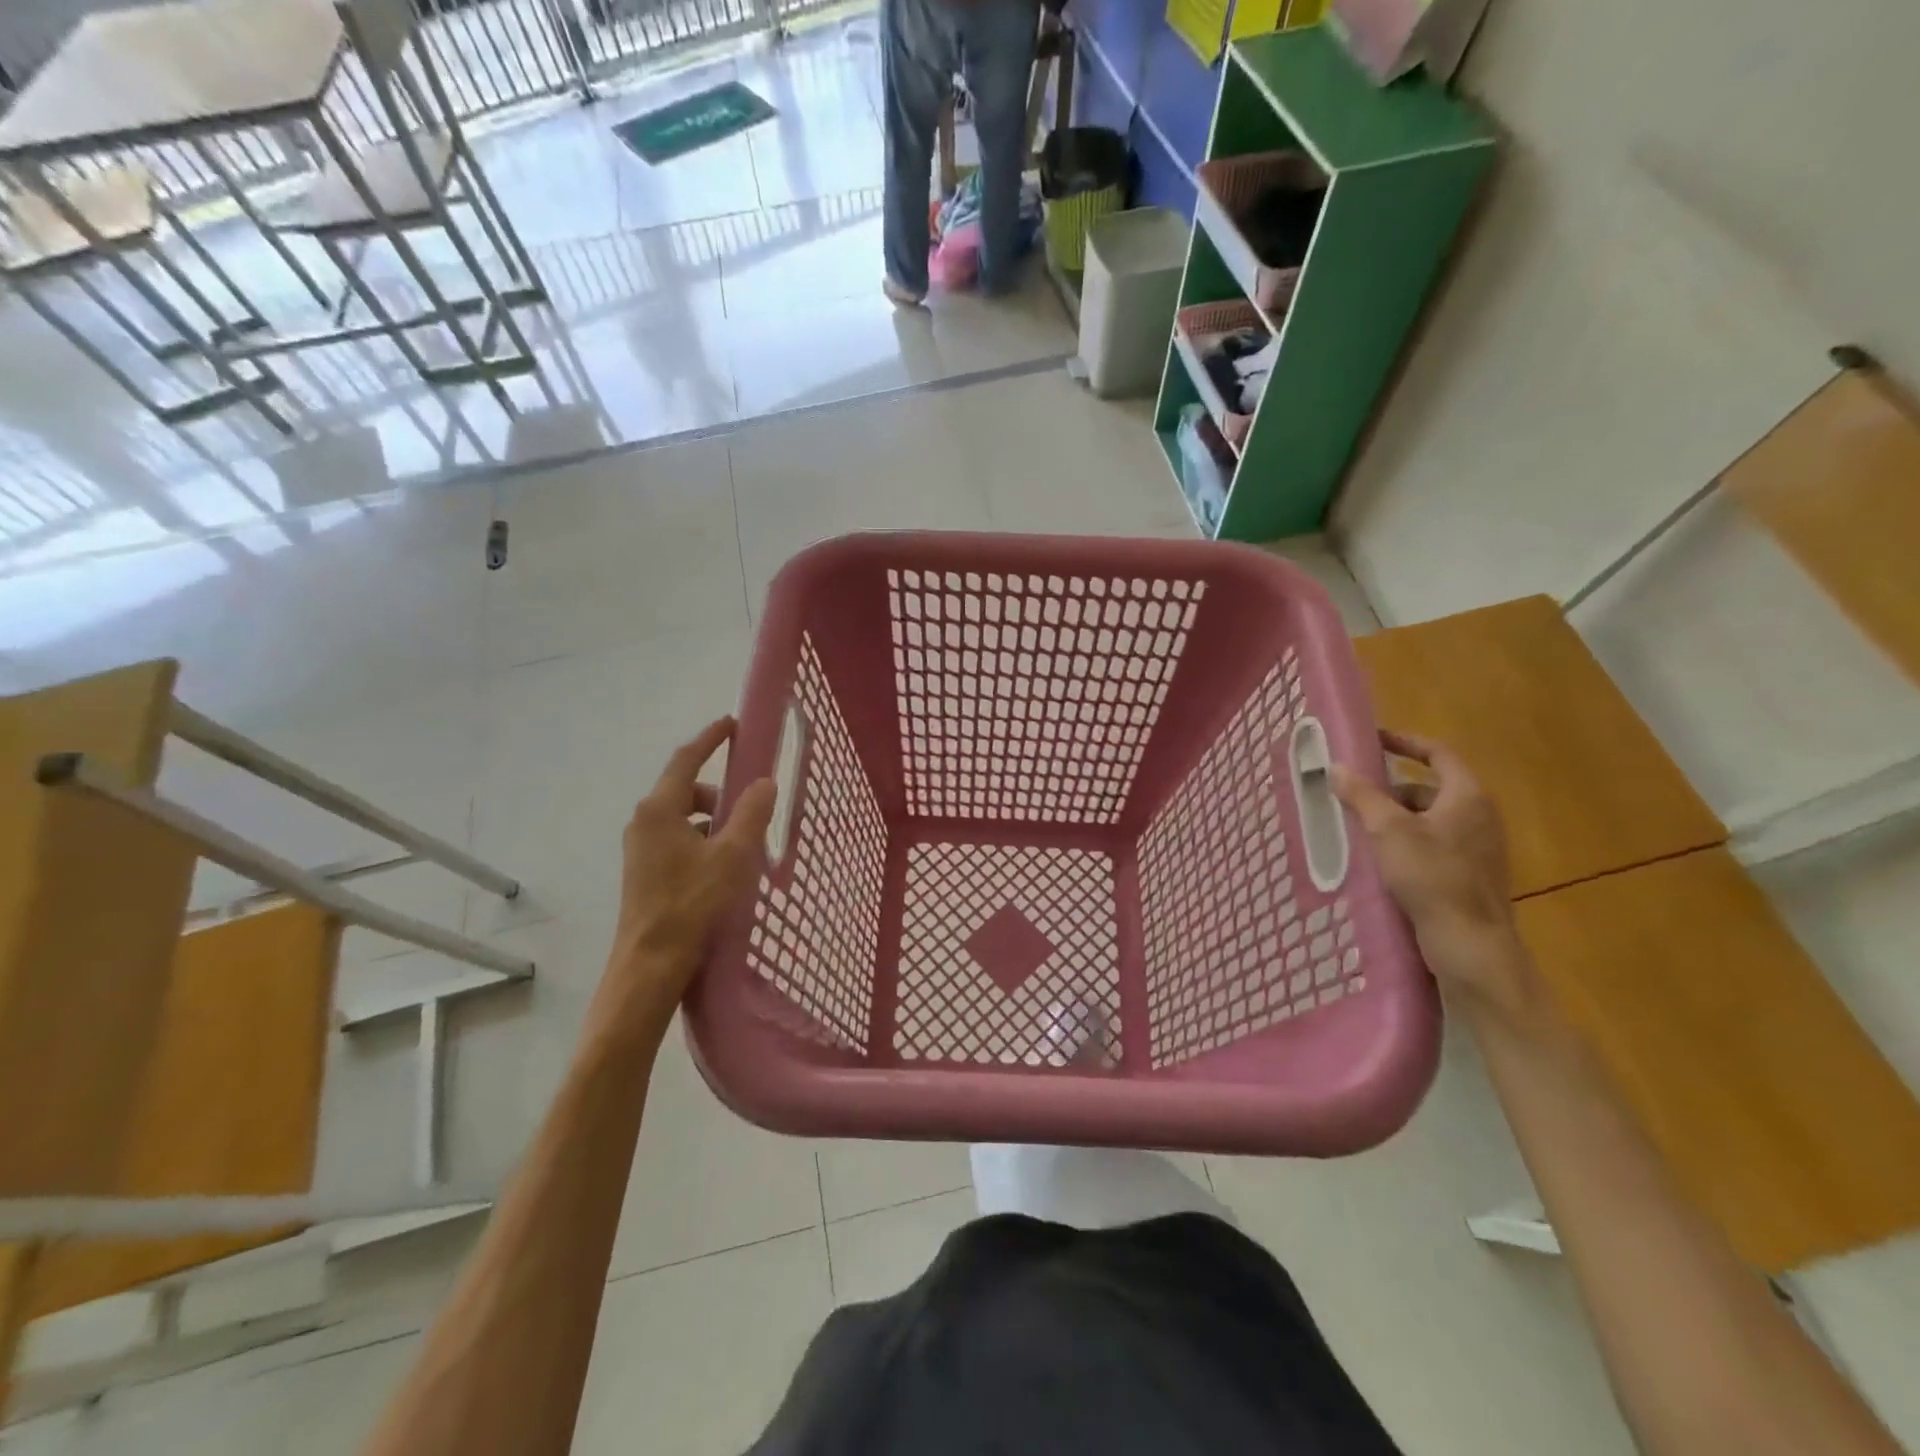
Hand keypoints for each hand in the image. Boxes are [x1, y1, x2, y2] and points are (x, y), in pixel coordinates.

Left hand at [592, 719, 776, 1043]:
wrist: (650, 965)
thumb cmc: (692, 904)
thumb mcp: (732, 856)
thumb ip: (750, 814)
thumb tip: (764, 782)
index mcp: (660, 809)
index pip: (686, 759)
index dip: (710, 739)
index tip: (732, 724)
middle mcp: (643, 822)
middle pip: (685, 789)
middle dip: (719, 793)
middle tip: (750, 810)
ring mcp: (640, 847)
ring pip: (682, 817)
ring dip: (712, 821)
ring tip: (740, 847)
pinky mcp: (643, 871)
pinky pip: (677, 839)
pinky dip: (701, 840)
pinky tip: (721, 869)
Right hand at [1332, 730, 1531, 1012]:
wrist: (1470, 944)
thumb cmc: (1432, 877)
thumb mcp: (1388, 830)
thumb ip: (1362, 795)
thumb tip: (1337, 766)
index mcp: (1467, 797)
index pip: (1438, 754)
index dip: (1405, 742)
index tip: (1374, 739)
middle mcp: (1479, 817)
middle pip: (1431, 788)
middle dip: (1391, 788)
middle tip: (1355, 792)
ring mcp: (1478, 849)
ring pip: (1430, 819)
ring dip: (1396, 817)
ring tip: (1360, 827)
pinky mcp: (1469, 876)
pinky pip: (1433, 845)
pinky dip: (1406, 842)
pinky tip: (1380, 859)